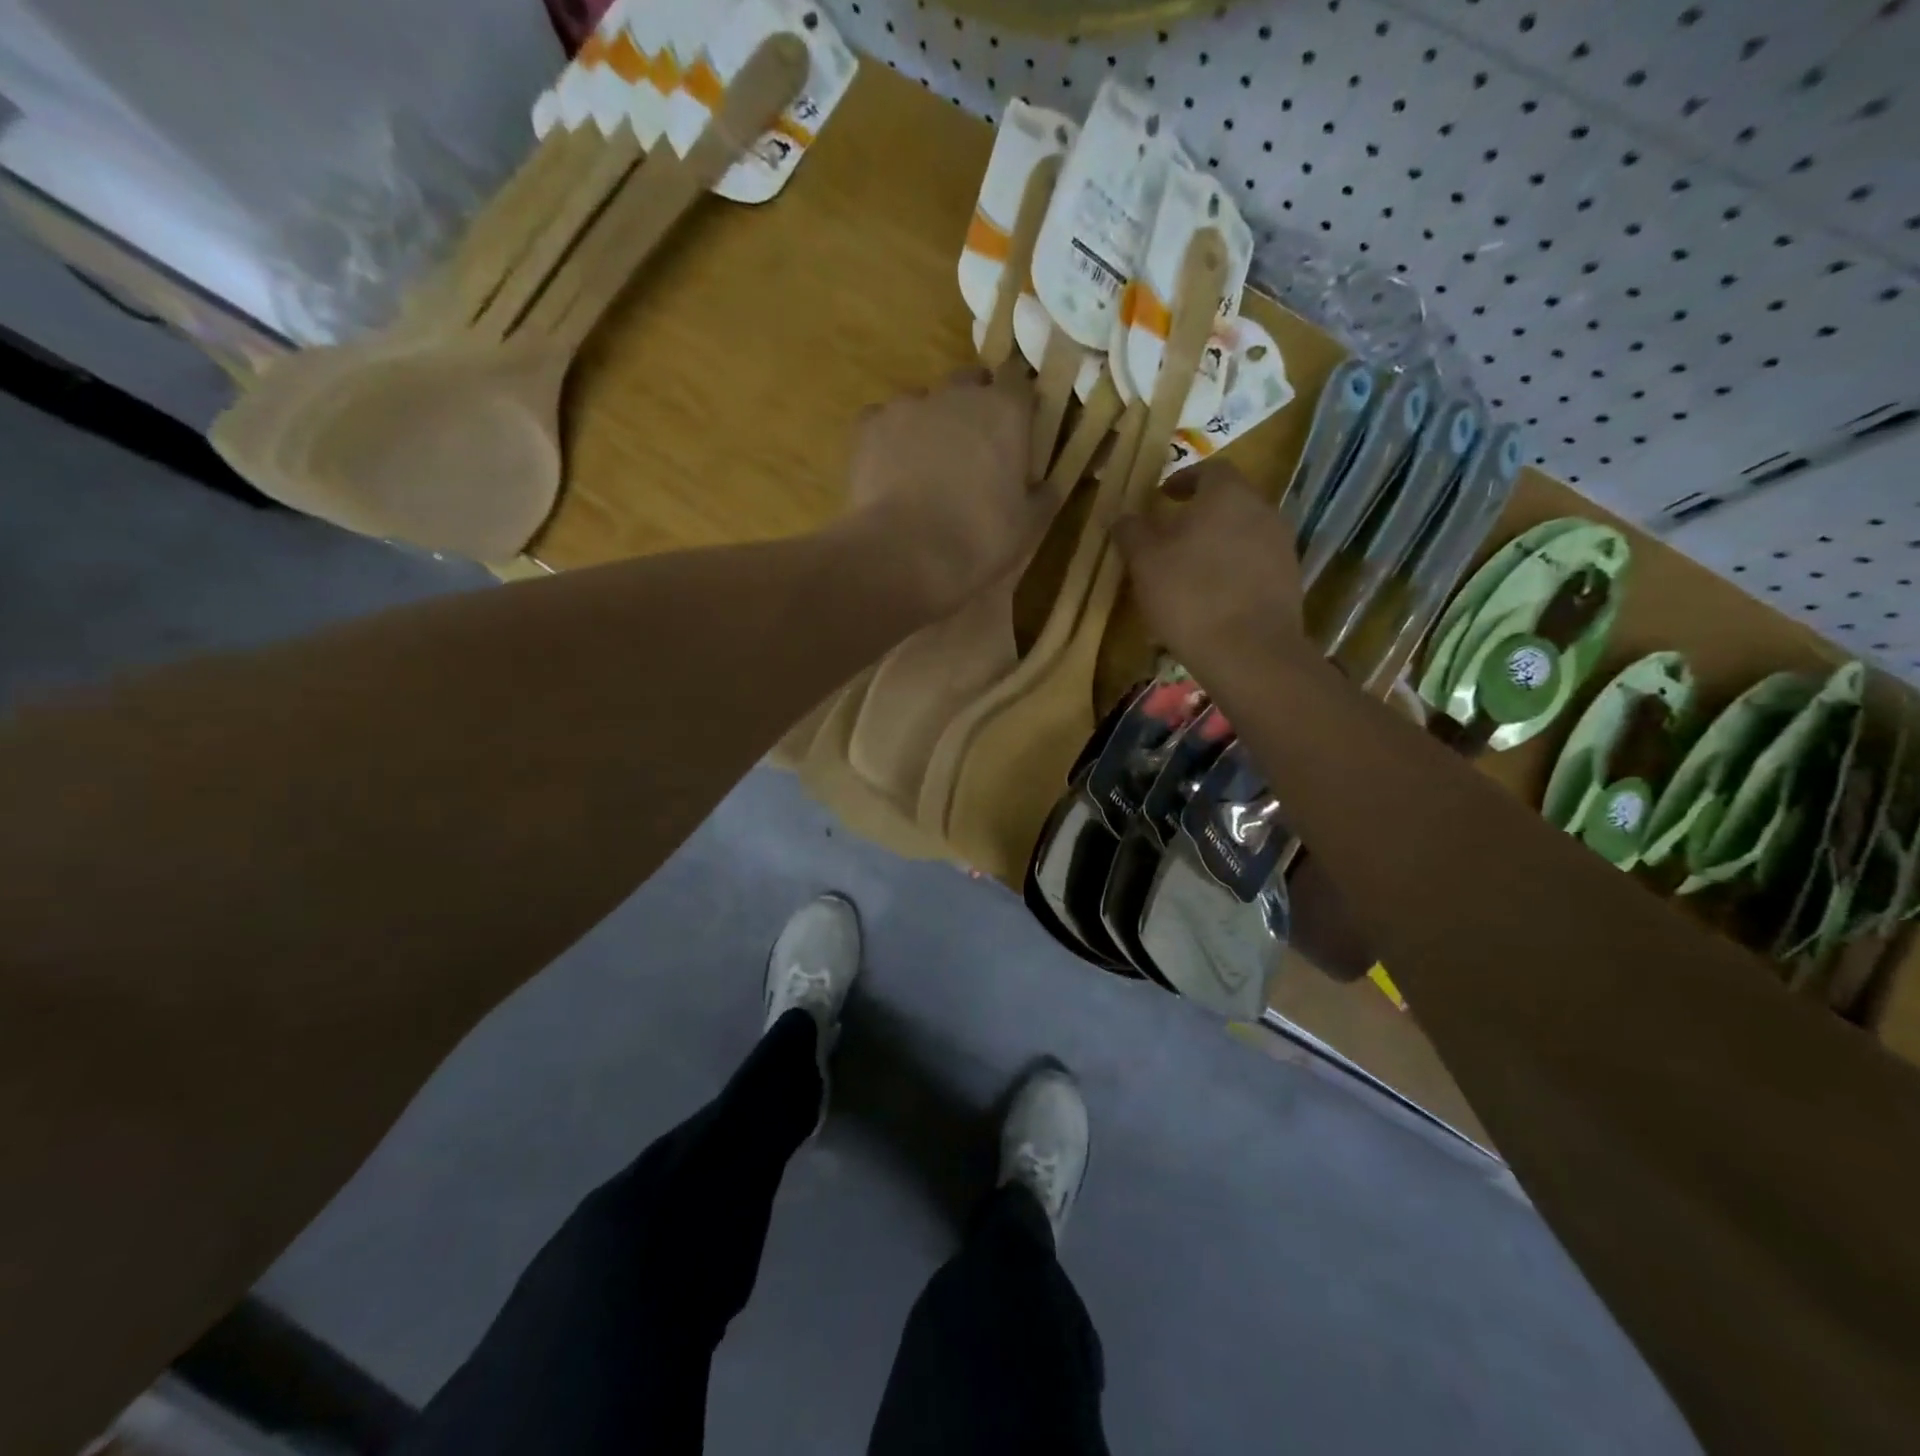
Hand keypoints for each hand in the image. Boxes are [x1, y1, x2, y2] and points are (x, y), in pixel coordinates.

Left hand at [843, 369, 1050, 615]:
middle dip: (975, 406)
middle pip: (970, 382)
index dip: (1018, 403)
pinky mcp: (869, 426)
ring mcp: (908, 406)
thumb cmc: (978, 540)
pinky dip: (889, 437)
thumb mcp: (1028, 526)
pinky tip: (890, 469)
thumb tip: (1047, 484)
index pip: (1018, 381)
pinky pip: (883, 420)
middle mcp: (957, 394)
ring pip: (925, 401)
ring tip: (927, 465)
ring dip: (931, 422)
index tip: (1018, 429)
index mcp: (1005, 411)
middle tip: (975, 448)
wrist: (905, 555)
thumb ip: (1042, 495)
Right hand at [1111, 459, 1309, 682]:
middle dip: (1201, 513)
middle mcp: (1263, 510)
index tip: (1162, 497)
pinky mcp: (1289, 580)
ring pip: (1244, 532)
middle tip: (1172, 535)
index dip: (1183, 480)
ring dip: (1218, 543)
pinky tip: (1214, 597)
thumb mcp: (1145, 562)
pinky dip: (1234, 570)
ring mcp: (1282, 545)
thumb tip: (1121, 515)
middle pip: (1230, 501)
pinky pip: (1256, 563)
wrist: (1249, 652)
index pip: (1209, 469)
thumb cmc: (1190, 596)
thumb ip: (1132, 531)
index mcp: (1228, 494)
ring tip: (1191, 569)